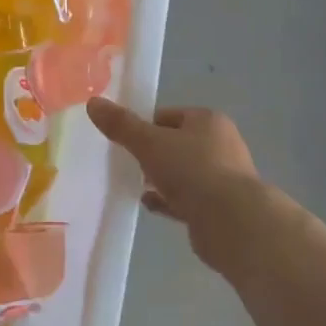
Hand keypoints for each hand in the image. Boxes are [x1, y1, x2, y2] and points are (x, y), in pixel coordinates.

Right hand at [86, 100, 290, 274]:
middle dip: (153, 154)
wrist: (232, 222)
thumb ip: (121, 125)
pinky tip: (149, 204)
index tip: (126, 140)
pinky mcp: (220, 208)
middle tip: (130, 163)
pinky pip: (187, 199)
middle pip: (177, 144)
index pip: (169, 116)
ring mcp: (223, 178)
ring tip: (136, 185)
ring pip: (183, 173)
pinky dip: (168, 201)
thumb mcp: (149, 143)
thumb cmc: (192, 170)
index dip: (145, 126)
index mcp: (208, 121)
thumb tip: (93, 102)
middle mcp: (221, 145)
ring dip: (161, 178)